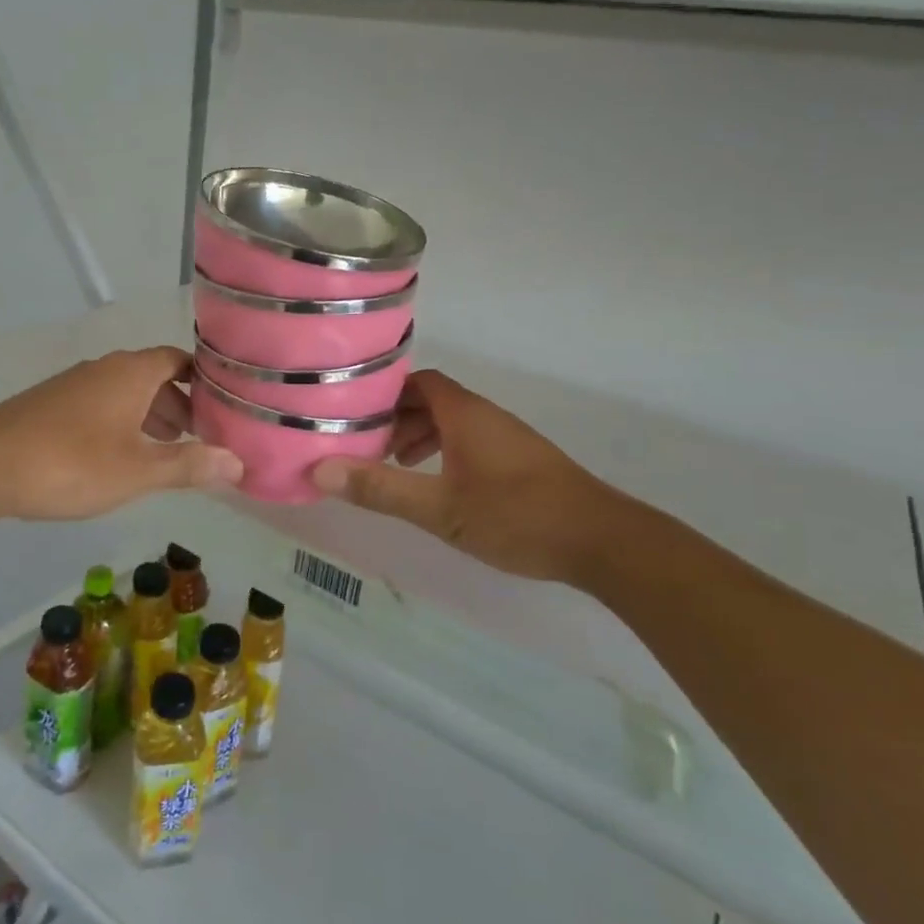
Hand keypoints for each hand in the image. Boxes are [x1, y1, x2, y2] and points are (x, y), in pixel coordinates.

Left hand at [0, 347, 242, 521]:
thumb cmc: (72, 462)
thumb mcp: (139, 470)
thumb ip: (190, 465)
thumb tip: (238, 463)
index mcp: (132, 373)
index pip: (181, 360)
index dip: (207, 379)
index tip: (229, 404)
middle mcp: (106, 368)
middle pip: (156, 376)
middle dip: (183, 405)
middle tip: (205, 436)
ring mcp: (76, 384)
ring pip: (128, 392)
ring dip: (153, 416)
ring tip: (172, 450)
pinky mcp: (54, 404)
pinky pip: (104, 405)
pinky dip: (125, 423)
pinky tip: (123, 456)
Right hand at [311, 370, 622, 586]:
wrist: (602, 540)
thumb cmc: (516, 516)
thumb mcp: (440, 508)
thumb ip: (381, 489)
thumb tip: (321, 471)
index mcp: (464, 414)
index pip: (417, 382)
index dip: (384, 393)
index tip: (353, 413)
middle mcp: (485, 416)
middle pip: (432, 401)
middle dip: (397, 419)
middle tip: (367, 446)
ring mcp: (507, 437)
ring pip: (453, 423)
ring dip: (421, 437)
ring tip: (397, 468)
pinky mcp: (522, 461)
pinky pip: (471, 441)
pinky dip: (446, 452)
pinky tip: (440, 486)